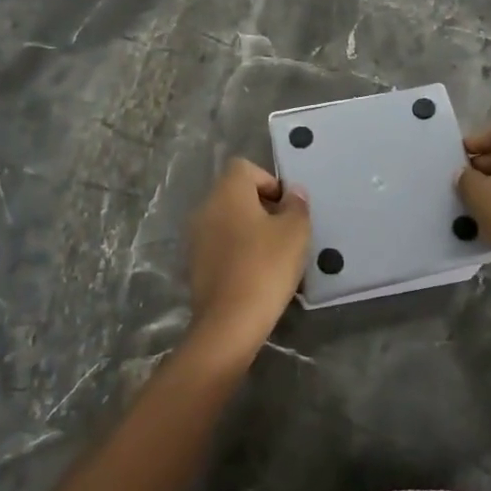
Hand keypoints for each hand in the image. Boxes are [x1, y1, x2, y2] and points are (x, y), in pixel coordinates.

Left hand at [185, 159, 310, 359]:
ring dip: (250, 230)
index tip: (287, 207)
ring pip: (227, 220)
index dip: (269, 181)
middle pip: (235, 193)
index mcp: (227, 192)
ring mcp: (196, 237)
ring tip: (274, 254)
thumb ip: (296, 205)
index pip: (245, 167)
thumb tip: (293, 193)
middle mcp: (206, 208)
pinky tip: (256, 273)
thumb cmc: (266, 266)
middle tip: (286, 231)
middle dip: (262, 206)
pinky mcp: (194, 264)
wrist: (229, 323)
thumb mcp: (295, 232)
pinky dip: (237, 251)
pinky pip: (220, 245)